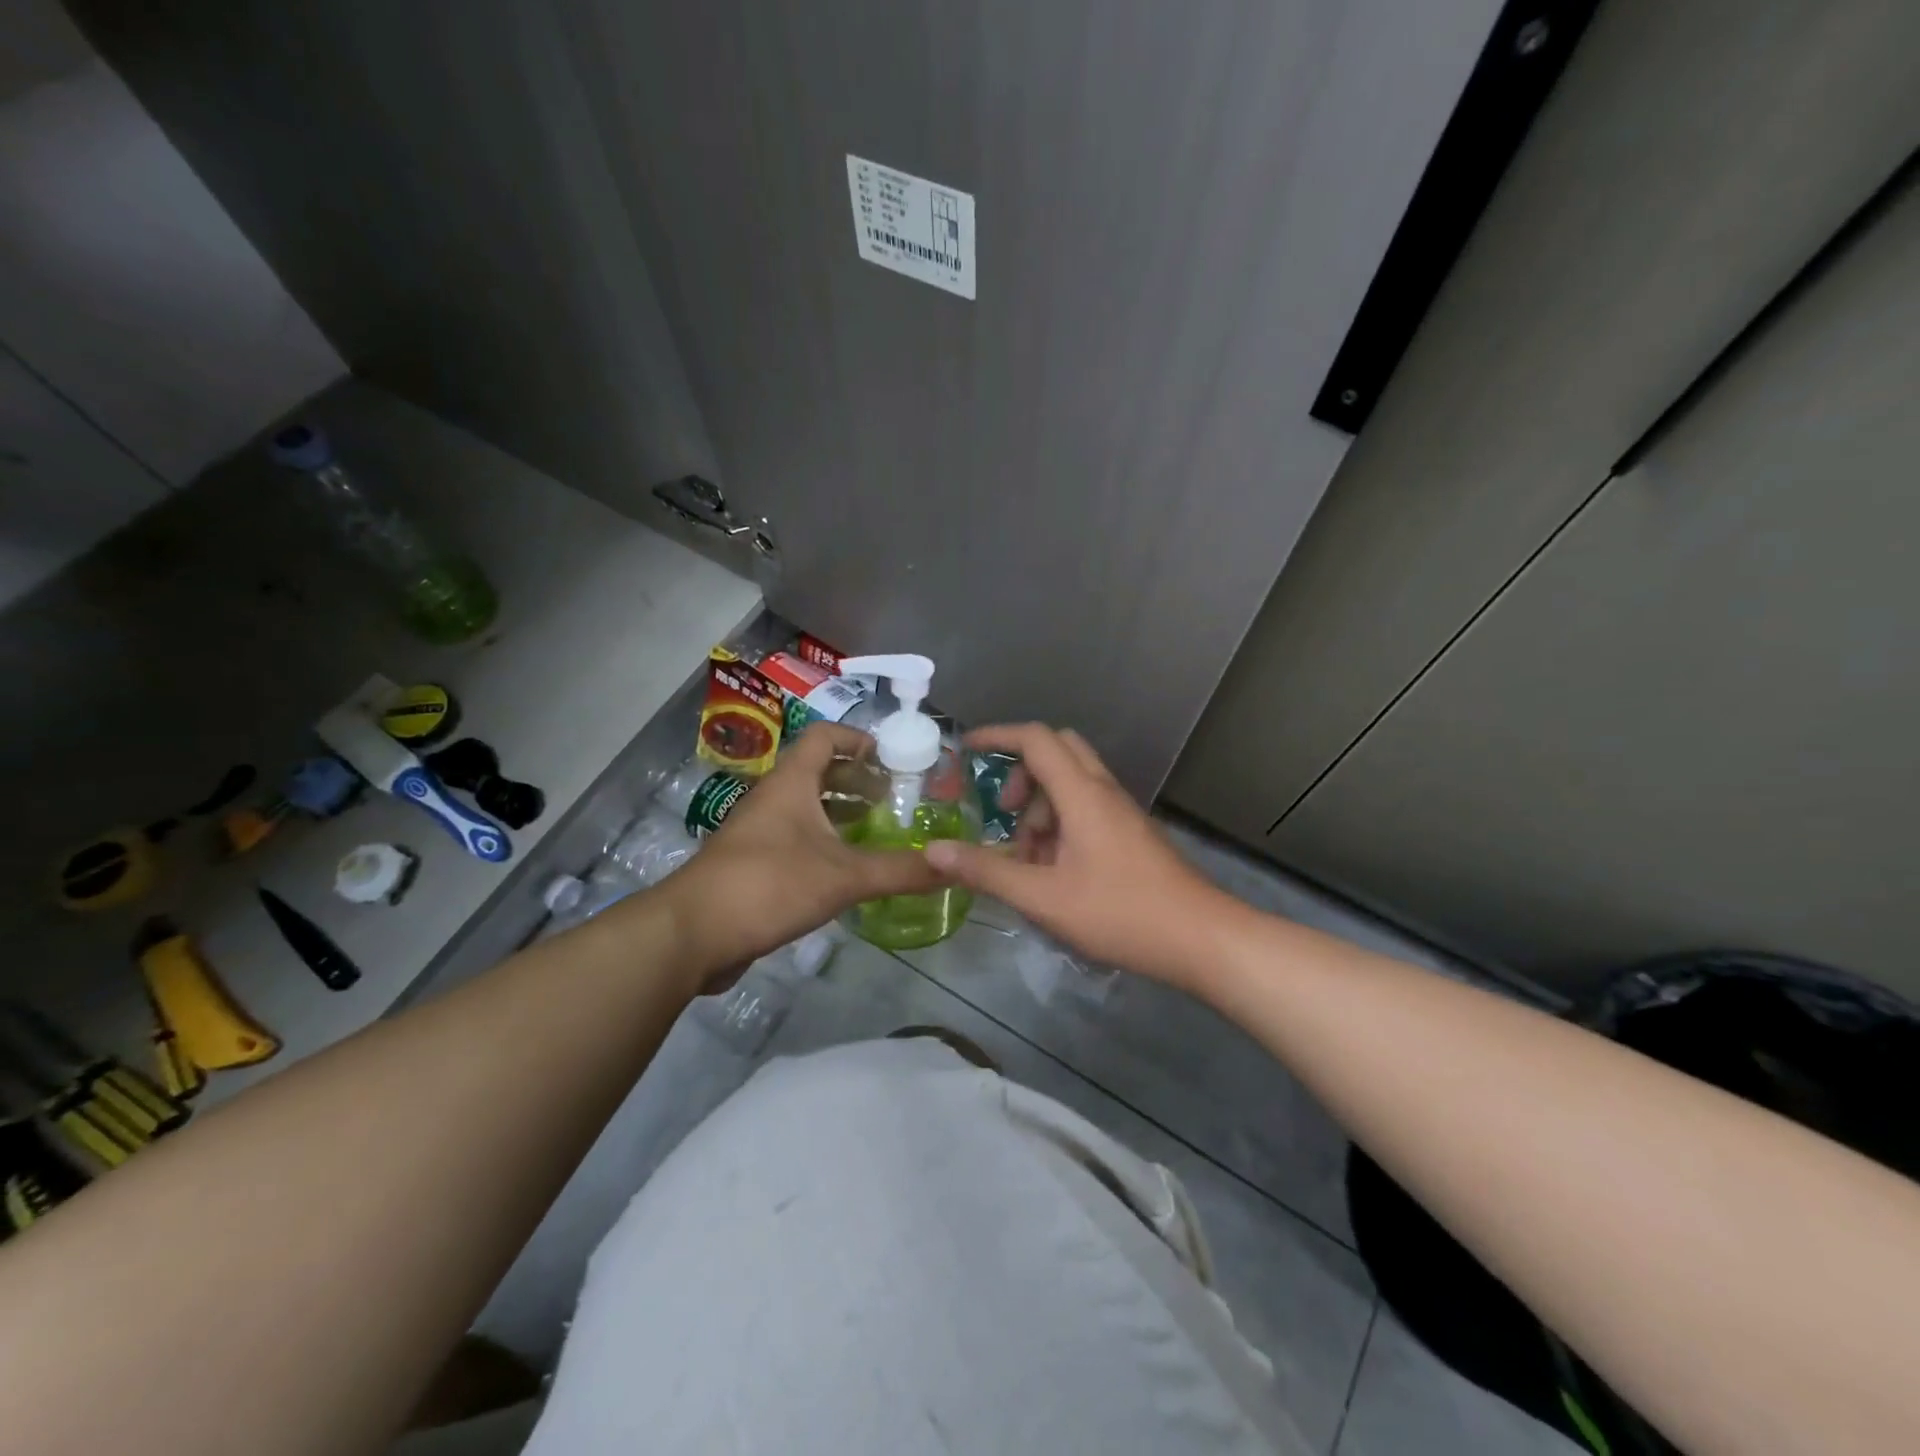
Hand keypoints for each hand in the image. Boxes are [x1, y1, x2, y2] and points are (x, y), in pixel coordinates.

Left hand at [658, 722, 944, 985]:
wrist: (692, 933)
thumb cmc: (769, 885)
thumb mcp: (843, 876)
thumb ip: (899, 870)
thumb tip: (954, 867)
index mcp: (791, 783)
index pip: (825, 737)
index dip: (859, 739)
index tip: (893, 758)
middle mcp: (773, 799)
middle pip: (819, 772)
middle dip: (858, 780)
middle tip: (895, 798)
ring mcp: (759, 833)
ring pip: (807, 809)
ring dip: (842, 813)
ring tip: (879, 830)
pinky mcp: (753, 865)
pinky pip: (796, 840)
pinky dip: (825, 844)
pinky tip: (848, 870)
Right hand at [923, 724, 1233, 988]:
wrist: (1201, 937)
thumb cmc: (1121, 912)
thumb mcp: (1043, 897)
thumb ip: (987, 871)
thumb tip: (934, 852)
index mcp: (1081, 794)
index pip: (1035, 739)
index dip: (997, 736)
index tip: (966, 749)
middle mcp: (1103, 791)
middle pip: (1057, 751)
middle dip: (1020, 772)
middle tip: (1002, 810)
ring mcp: (1121, 811)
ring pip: (1072, 782)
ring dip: (1041, 806)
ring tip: (1027, 858)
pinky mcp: (1131, 832)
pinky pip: (1087, 808)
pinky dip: (1061, 824)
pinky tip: (1054, 872)